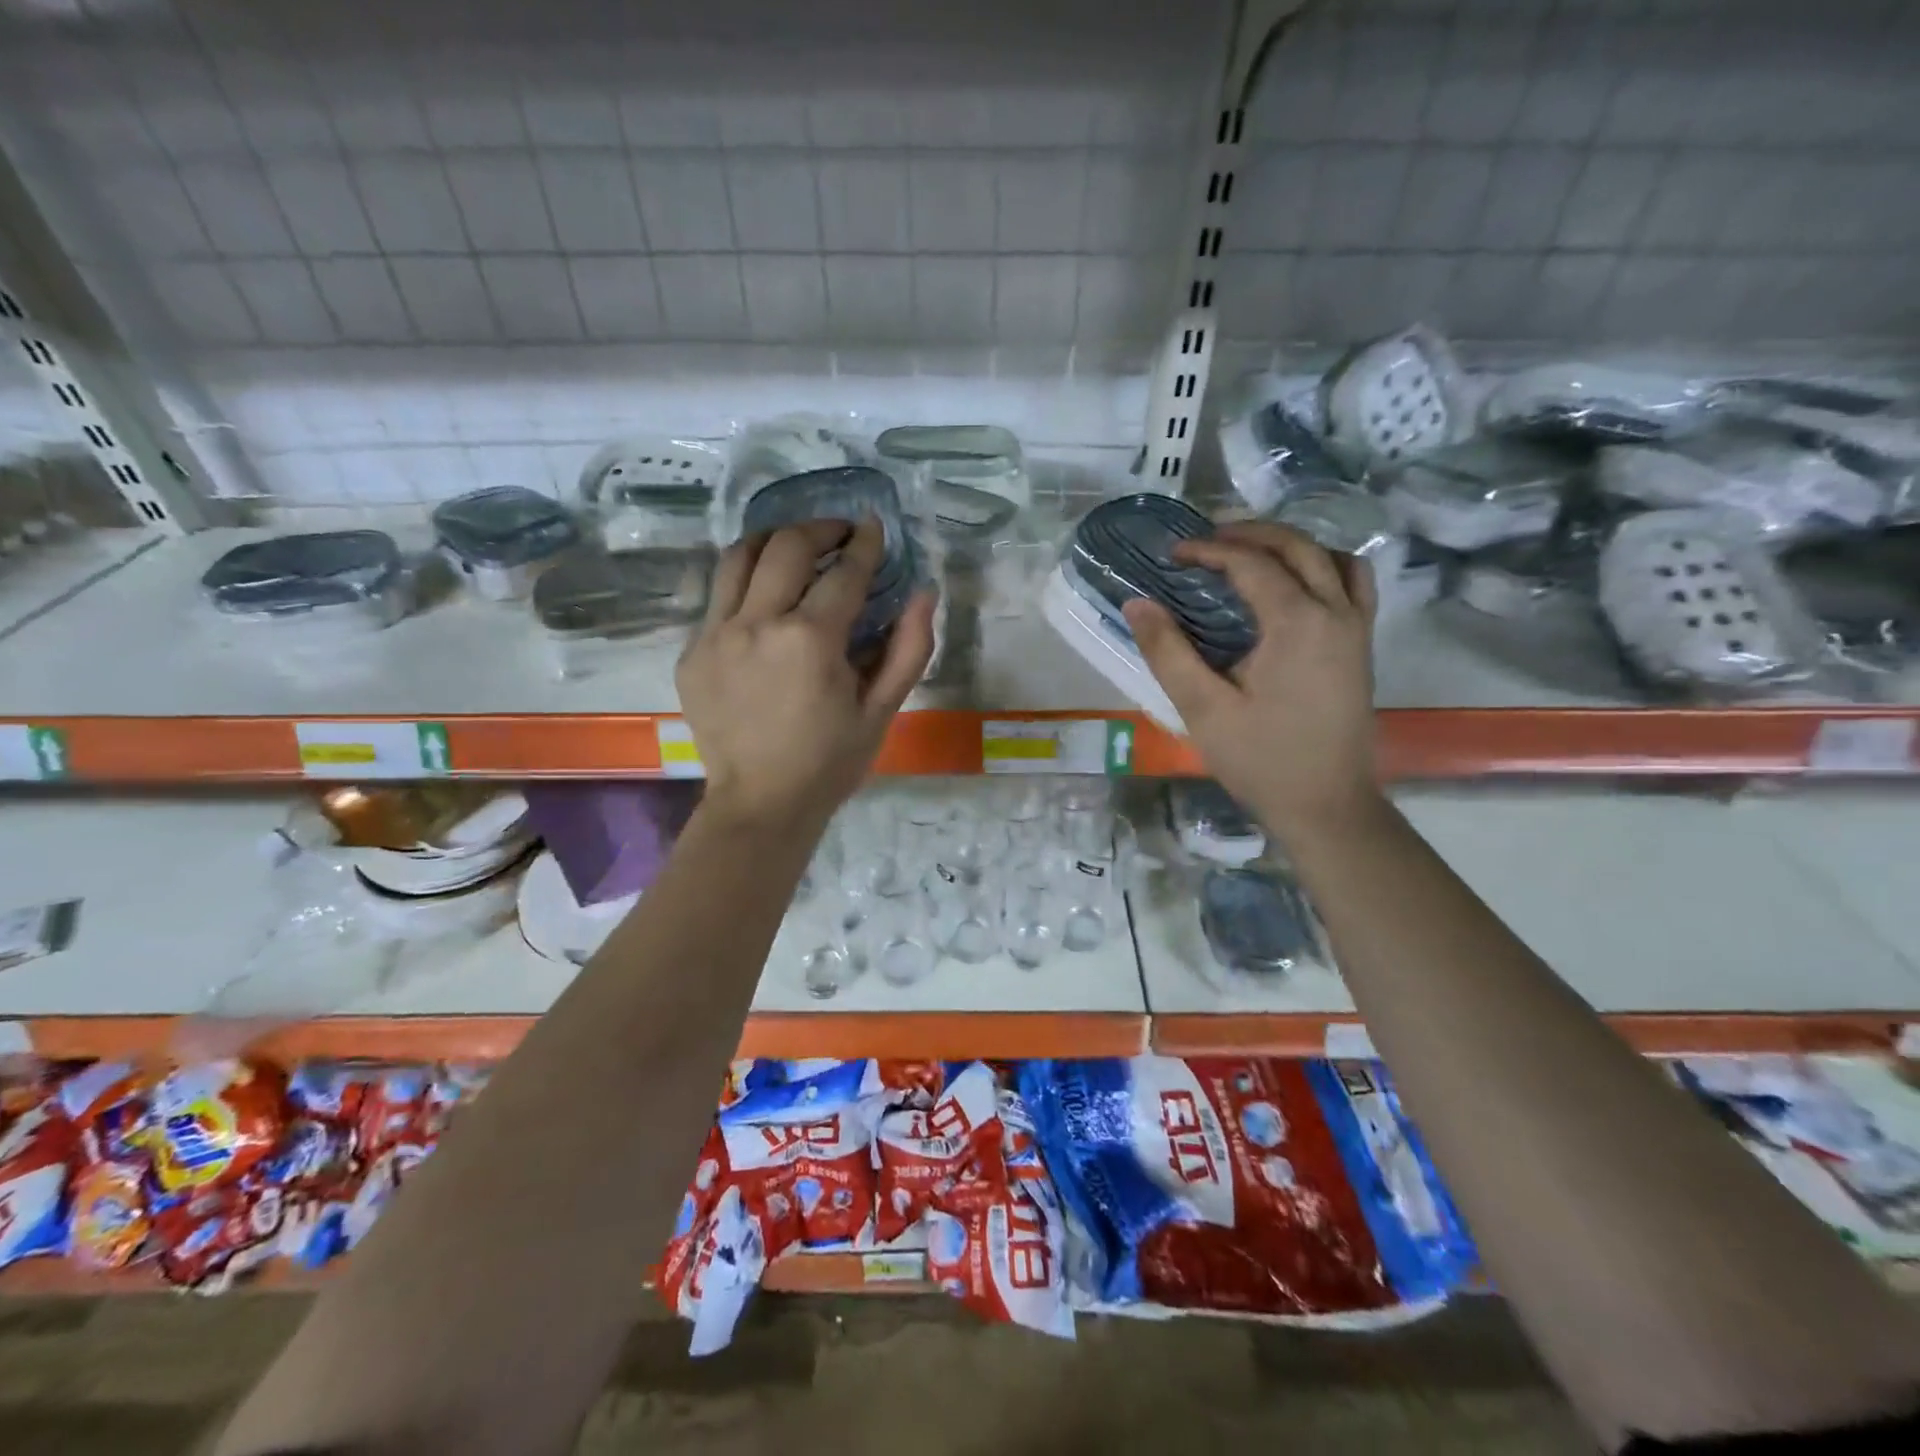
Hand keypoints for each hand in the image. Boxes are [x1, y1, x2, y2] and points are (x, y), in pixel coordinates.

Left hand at [677, 519, 935, 831]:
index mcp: (810, 640)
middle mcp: (757, 624)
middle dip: (820, 528)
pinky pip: (717, 598)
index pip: (844, 572)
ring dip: (773, 540)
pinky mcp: (692, 653)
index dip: (865, 545)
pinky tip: (766, 600)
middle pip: (786, 546)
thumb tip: (924, 592)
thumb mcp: (882, 710)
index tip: (874, 527)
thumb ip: (909, 648)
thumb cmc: (831, 762)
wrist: (761, 804)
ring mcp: (715, 636)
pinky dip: (746, 584)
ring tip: (796, 547)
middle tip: (840, 532)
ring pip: (738, 557)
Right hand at [1122, 522, 1380, 837]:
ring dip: (1289, 544)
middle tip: (1206, 541)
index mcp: (1297, 622)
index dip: (1209, 551)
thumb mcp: (1203, 709)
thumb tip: (1137, 603)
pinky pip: (1352, 583)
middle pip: (1296, 546)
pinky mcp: (1362, 646)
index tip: (1173, 555)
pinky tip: (1294, 585)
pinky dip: (1322, 566)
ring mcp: (1356, 628)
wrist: (1326, 805)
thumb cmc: (1260, 760)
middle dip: (1248, 533)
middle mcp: (1335, 612)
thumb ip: (1168, 651)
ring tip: (1249, 554)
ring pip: (1331, 557)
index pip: (1251, 563)